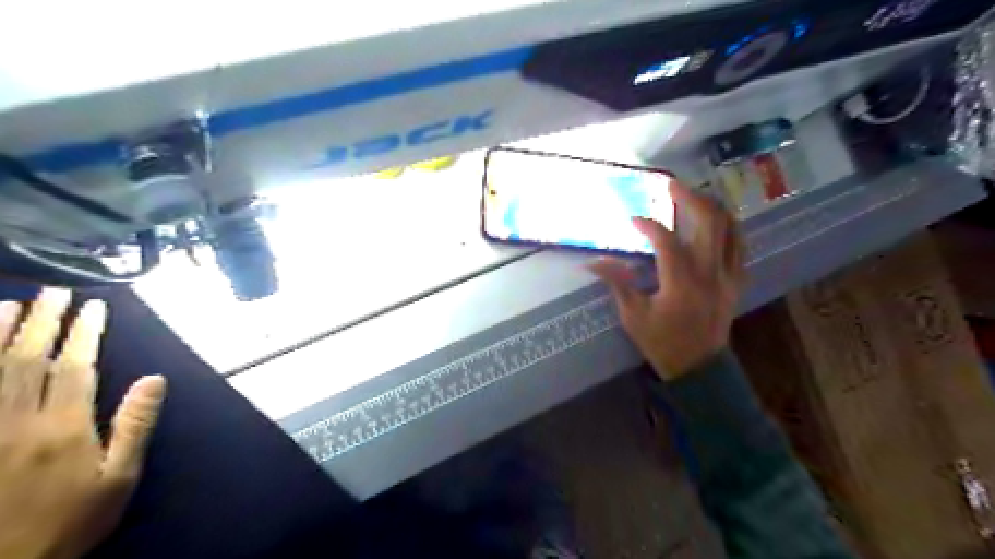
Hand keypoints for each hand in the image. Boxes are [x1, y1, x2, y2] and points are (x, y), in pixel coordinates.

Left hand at [0, 291, 166, 555]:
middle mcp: (17, 420)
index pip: (75, 367)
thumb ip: (134, 425)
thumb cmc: (69, 520)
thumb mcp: (118, 478)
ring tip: (8, 305)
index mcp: (64, 427)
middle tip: (53, 292)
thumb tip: (154, 379)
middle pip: (27, 360)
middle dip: (42, 322)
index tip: (94, 306)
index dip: (84, 333)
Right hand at [585, 184, 741, 378]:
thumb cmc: (662, 343)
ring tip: (693, 195)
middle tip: (671, 185)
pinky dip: (729, 226)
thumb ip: (618, 283)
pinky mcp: (737, 281)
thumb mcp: (633, 316)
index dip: (648, 225)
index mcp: (681, 282)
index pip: (666, 240)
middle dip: (689, 197)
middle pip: (708, 221)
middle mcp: (709, 272)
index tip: (633, 220)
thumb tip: (593, 261)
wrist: (698, 368)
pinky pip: (740, 245)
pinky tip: (716, 220)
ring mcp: (728, 275)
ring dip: (712, 206)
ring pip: (730, 228)